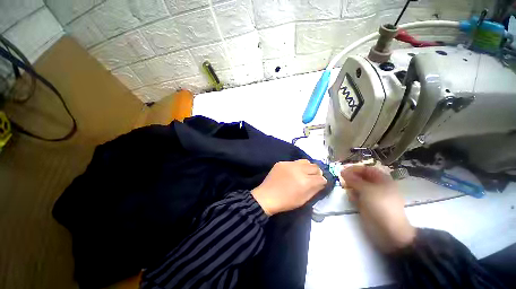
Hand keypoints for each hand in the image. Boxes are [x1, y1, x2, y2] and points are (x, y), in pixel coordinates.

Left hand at [252, 160, 326, 215]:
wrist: (267, 196)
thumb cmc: (286, 202)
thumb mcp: (303, 200)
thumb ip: (314, 190)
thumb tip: (321, 182)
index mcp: (305, 182)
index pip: (321, 178)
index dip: (322, 181)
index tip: (320, 183)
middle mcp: (299, 170)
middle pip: (315, 167)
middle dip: (317, 173)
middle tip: (312, 177)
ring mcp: (289, 164)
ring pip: (305, 161)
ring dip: (307, 167)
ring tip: (303, 173)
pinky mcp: (282, 162)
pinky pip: (294, 162)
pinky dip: (296, 166)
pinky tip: (292, 172)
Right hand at [341, 165, 415, 252]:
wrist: (388, 231)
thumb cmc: (380, 205)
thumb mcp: (366, 189)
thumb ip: (353, 179)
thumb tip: (342, 171)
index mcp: (382, 180)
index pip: (366, 169)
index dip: (355, 168)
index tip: (343, 170)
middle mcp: (377, 187)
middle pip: (361, 178)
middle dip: (351, 178)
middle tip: (342, 180)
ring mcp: (372, 196)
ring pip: (358, 187)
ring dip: (351, 186)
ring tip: (346, 189)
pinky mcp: (367, 205)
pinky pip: (358, 196)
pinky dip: (353, 196)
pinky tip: (351, 199)